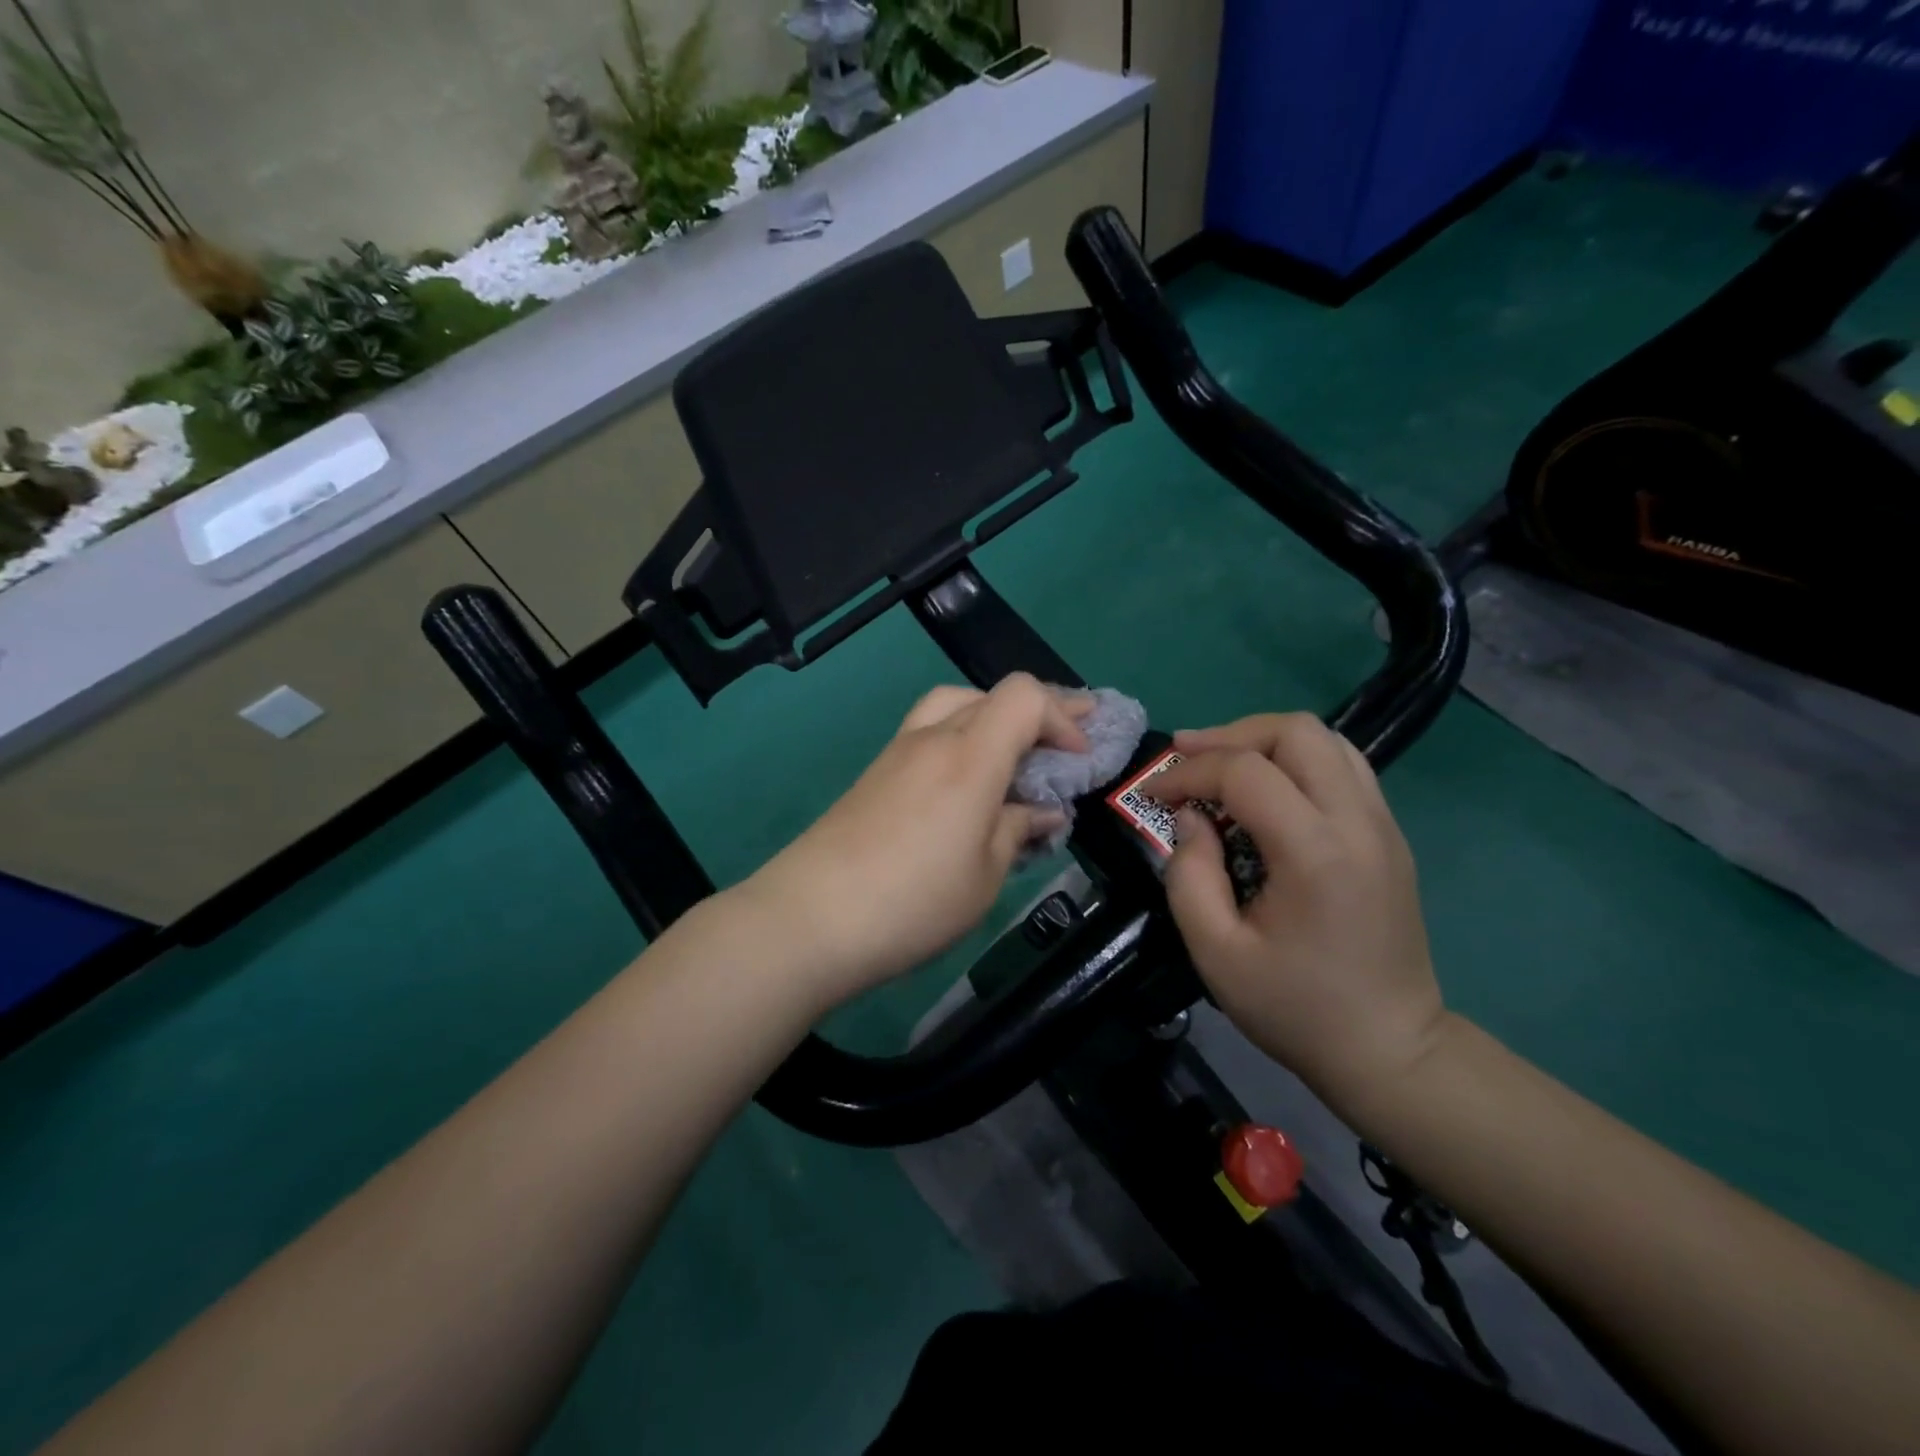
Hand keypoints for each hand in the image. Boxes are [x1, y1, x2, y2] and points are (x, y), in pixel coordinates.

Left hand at [745, 674, 1091, 1006]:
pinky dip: (961, 740)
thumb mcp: (984, 877)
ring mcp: (897, 752)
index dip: (1062, 715)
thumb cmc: (912, 902)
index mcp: (969, 756)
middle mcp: (932, 738)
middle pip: (990, 695)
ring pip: (954, 705)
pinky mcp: (874, 773)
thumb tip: (1039, 810)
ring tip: (1014, 755)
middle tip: (1063, 743)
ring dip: (993, 720)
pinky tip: (966, 783)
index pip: (1024, 696)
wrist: (809, 918)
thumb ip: (1016, 831)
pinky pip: (929, 733)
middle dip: (1037, 713)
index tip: (1078, 758)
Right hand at [1146, 714, 1447, 1117]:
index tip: (1153, 793)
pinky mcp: (1388, 835)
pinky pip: (1342, 766)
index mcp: (1316, 853)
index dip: (1188, 772)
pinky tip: (1264, 793)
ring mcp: (1382, 824)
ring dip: (1264, 741)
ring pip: (1326, 739)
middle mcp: (1358, 822)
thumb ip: (1189, 875)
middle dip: (1230, 736)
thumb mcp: (1216, 953)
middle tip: (1186, 759)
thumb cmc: (1295, 1009)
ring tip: (1221, 767)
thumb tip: (1190, 818)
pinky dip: (1294, 761)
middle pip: (1296, 731)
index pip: (1245, 772)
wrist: (1390, 1052)